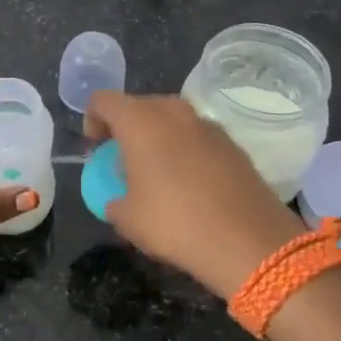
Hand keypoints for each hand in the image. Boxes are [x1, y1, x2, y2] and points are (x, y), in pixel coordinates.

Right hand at [83, 91, 303, 298]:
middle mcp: (174, 112)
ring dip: (158, 137)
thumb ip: (114, 201)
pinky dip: (186, 150)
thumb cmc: (175, 223)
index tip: (96, 149)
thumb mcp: (127, 219)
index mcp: (140, 122)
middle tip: (123, 160)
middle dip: (126, 128)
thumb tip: (118, 200)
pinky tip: (190, 184)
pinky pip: (197, 136)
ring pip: (171, 119)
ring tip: (157, 173)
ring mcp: (207, 124)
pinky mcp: (233, 143)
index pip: (104, 101)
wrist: (248, 240)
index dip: (92, 120)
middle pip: (139, 105)